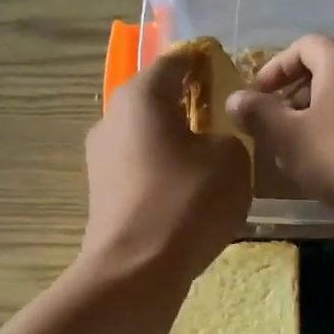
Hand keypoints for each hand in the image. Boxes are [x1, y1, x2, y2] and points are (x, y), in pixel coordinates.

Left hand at [80, 46, 252, 286]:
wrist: (135, 272)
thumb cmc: (186, 203)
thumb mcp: (232, 161)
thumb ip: (231, 136)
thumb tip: (214, 142)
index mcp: (141, 95)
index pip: (178, 61)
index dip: (207, 63)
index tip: (230, 75)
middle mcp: (112, 118)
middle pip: (159, 101)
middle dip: (193, 108)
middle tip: (227, 125)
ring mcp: (101, 159)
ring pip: (150, 139)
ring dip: (179, 145)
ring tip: (213, 167)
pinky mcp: (102, 195)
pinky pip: (142, 171)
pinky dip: (166, 175)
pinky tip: (190, 199)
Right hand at [227, 33, 333, 221]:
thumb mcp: (289, 137)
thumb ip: (259, 114)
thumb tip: (234, 98)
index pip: (303, 46)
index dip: (276, 68)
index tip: (258, 96)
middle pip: (326, 69)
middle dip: (296, 94)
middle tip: (277, 125)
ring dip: (319, 113)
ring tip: (302, 146)